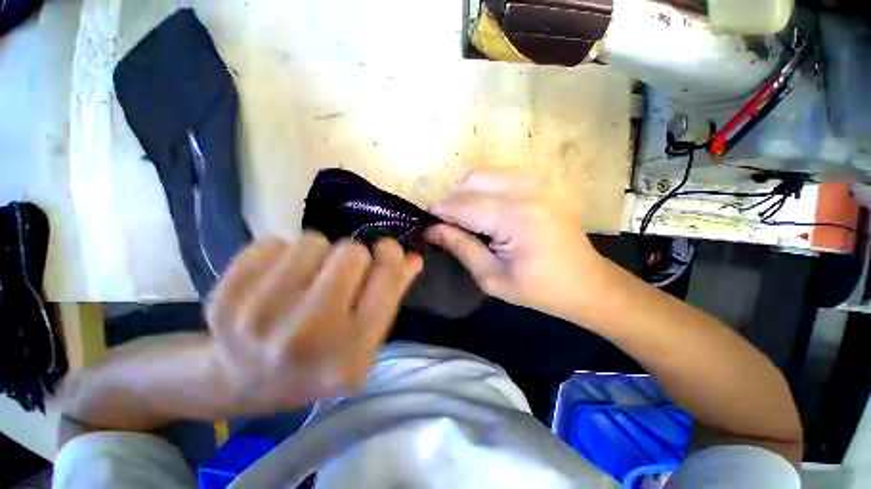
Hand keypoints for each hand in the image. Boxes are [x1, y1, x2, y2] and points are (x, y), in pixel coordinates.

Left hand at [205, 233, 421, 412]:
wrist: (244, 381)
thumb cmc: (319, 358)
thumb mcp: (365, 337)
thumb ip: (392, 293)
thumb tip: (413, 257)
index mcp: (350, 354)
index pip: (385, 279)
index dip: (390, 255)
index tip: (385, 250)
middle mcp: (306, 340)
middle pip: (350, 253)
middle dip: (353, 257)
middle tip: (342, 274)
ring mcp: (257, 321)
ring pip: (312, 241)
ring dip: (319, 253)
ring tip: (309, 278)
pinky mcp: (222, 300)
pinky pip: (271, 242)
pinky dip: (281, 254)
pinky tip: (276, 281)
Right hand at [426, 170, 608, 319]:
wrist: (586, 282)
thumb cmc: (539, 288)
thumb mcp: (492, 277)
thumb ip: (460, 247)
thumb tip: (431, 229)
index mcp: (516, 217)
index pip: (462, 205)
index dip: (439, 214)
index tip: (427, 225)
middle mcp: (527, 189)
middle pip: (471, 181)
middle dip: (453, 202)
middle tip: (452, 227)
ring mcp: (538, 179)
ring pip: (483, 174)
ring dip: (468, 195)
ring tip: (471, 220)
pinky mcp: (543, 179)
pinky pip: (500, 175)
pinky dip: (486, 190)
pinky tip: (491, 212)